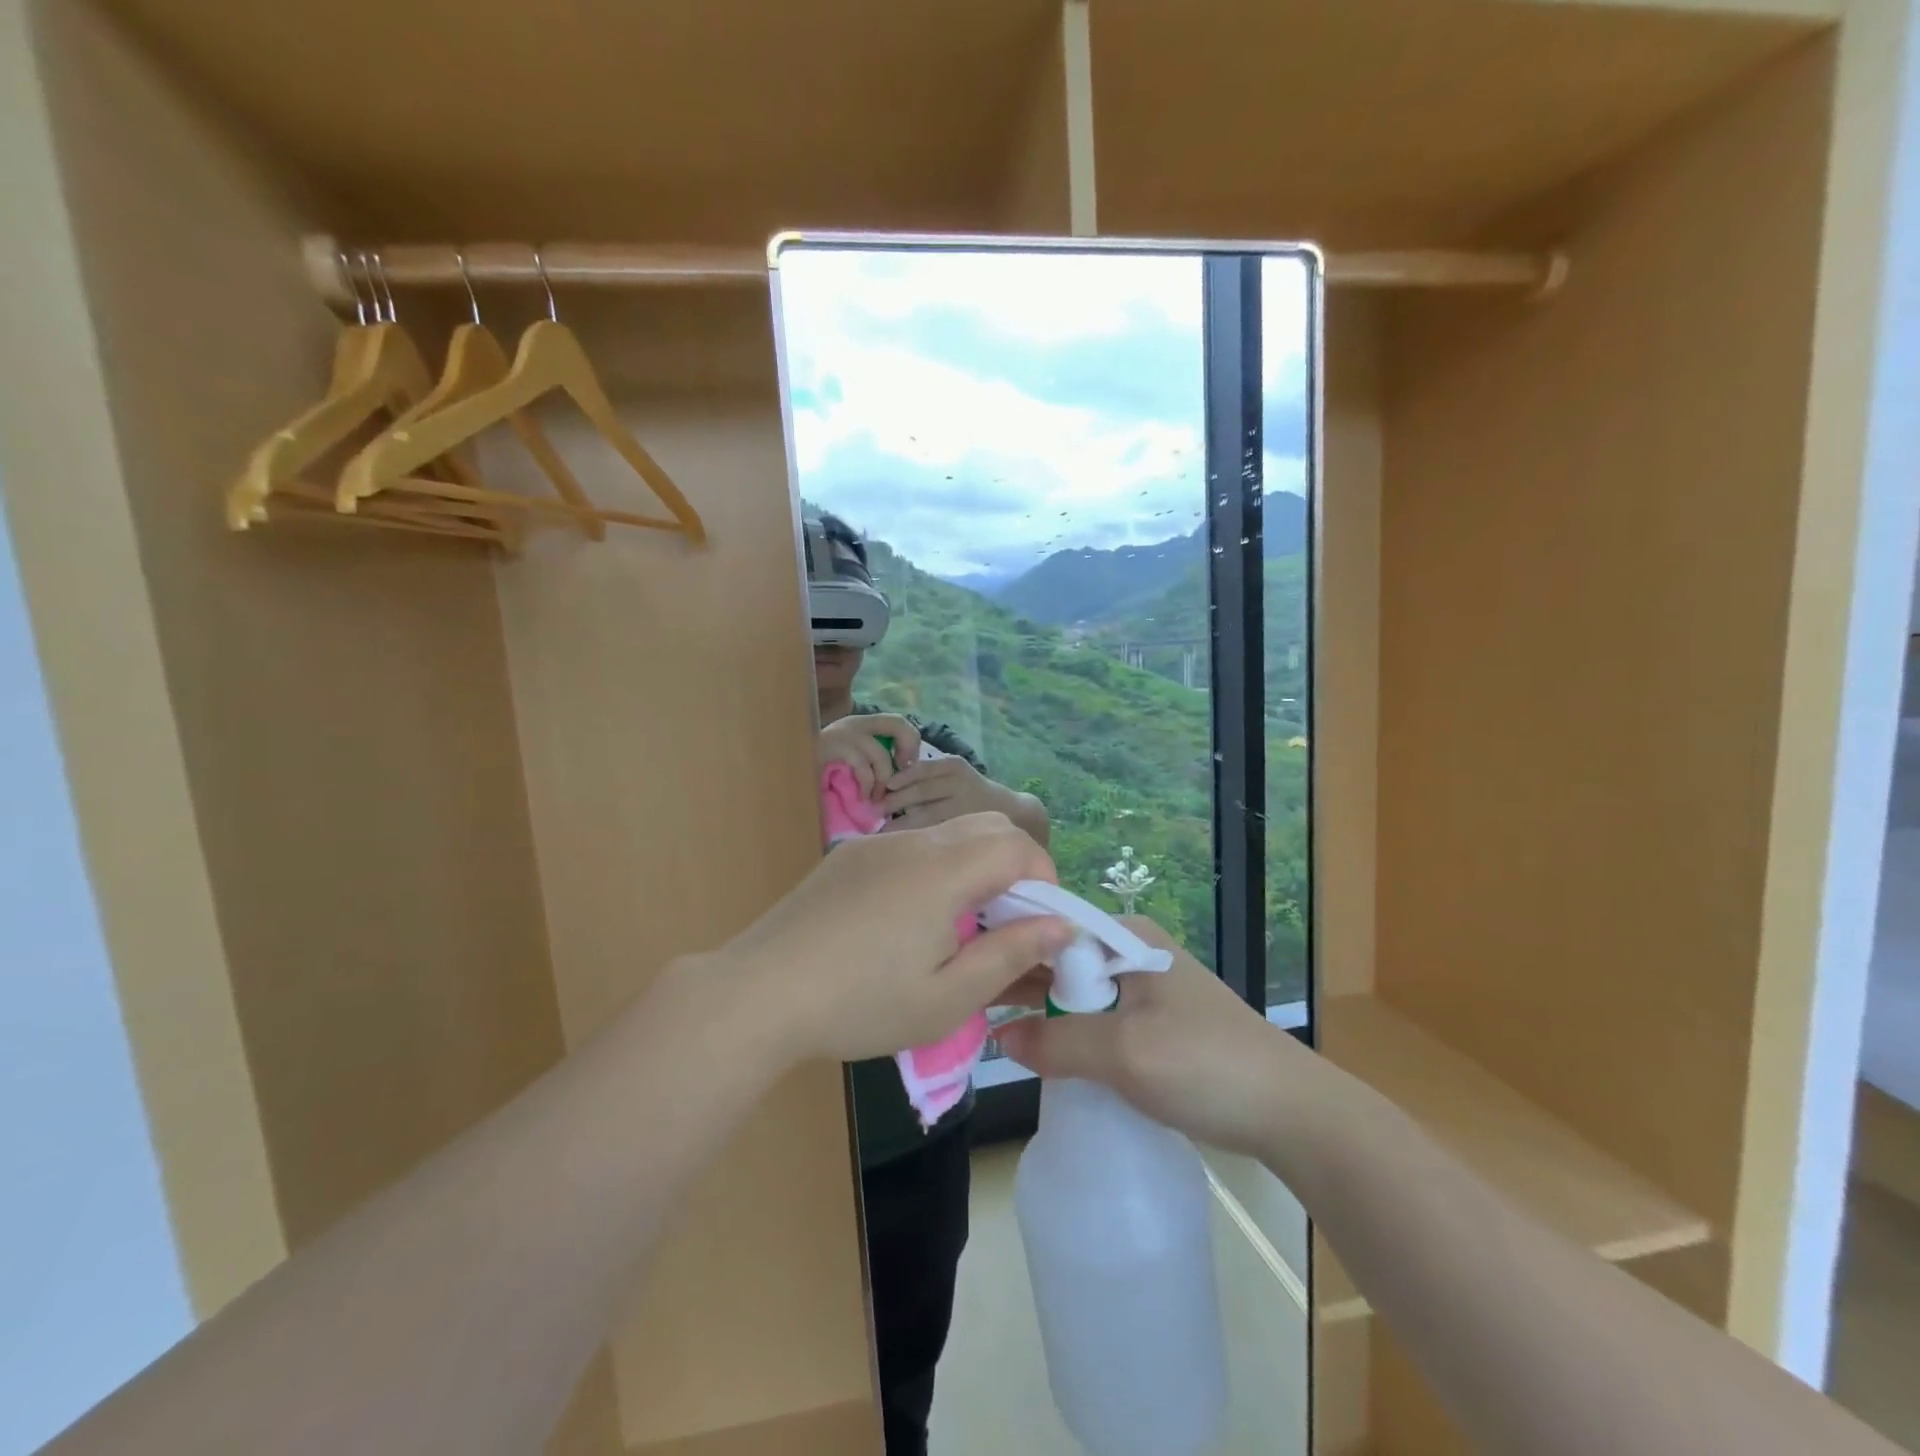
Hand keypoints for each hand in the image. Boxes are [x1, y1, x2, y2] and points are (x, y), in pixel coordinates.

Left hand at [721, 813, 1071, 1063]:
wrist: (757, 994)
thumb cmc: (860, 1004)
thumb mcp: (947, 997)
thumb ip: (1011, 955)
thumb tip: (1061, 926)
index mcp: (942, 870)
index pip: (1017, 844)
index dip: (1044, 878)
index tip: (1040, 925)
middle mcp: (911, 842)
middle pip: (986, 827)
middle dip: (1013, 867)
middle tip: (1005, 925)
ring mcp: (874, 844)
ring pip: (947, 836)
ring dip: (972, 868)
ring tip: (957, 929)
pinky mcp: (847, 856)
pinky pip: (909, 848)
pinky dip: (933, 871)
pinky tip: (906, 923)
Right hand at [818, 714, 919, 798]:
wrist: (786, 773)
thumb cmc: (820, 775)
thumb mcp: (852, 764)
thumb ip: (873, 760)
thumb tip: (903, 770)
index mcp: (861, 725)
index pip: (899, 721)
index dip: (912, 742)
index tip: (907, 765)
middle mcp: (854, 723)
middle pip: (897, 724)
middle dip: (908, 749)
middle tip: (901, 776)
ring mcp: (842, 733)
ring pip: (880, 753)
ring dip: (884, 780)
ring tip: (877, 798)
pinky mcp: (831, 748)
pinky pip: (861, 765)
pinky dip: (867, 785)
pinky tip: (863, 797)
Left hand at [882, 754, 1003, 828]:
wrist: (1007, 810)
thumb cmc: (970, 791)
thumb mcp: (953, 774)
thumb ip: (927, 776)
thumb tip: (886, 787)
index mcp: (953, 766)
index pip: (922, 770)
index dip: (900, 778)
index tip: (883, 787)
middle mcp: (959, 784)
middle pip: (921, 791)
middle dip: (895, 801)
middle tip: (875, 810)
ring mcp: (962, 807)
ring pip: (925, 814)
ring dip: (901, 822)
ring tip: (881, 830)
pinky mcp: (963, 827)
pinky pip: (934, 831)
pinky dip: (916, 835)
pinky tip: (902, 841)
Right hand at [993, 917, 1313, 1155]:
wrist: (1291, 1114)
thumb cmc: (1206, 1066)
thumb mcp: (1124, 1053)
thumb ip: (1057, 1043)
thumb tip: (999, 1038)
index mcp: (1126, 936)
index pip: (1050, 926)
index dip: (1005, 943)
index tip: (960, 964)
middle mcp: (1132, 951)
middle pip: (1059, 958)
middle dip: (1016, 977)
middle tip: (963, 1000)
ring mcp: (1143, 988)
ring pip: (1074, 990)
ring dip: (1038, 1007)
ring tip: (985, 1022)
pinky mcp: (1152, 1023)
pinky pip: (1095, 1017)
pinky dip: (1065, 1029)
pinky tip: (1036, 1047)